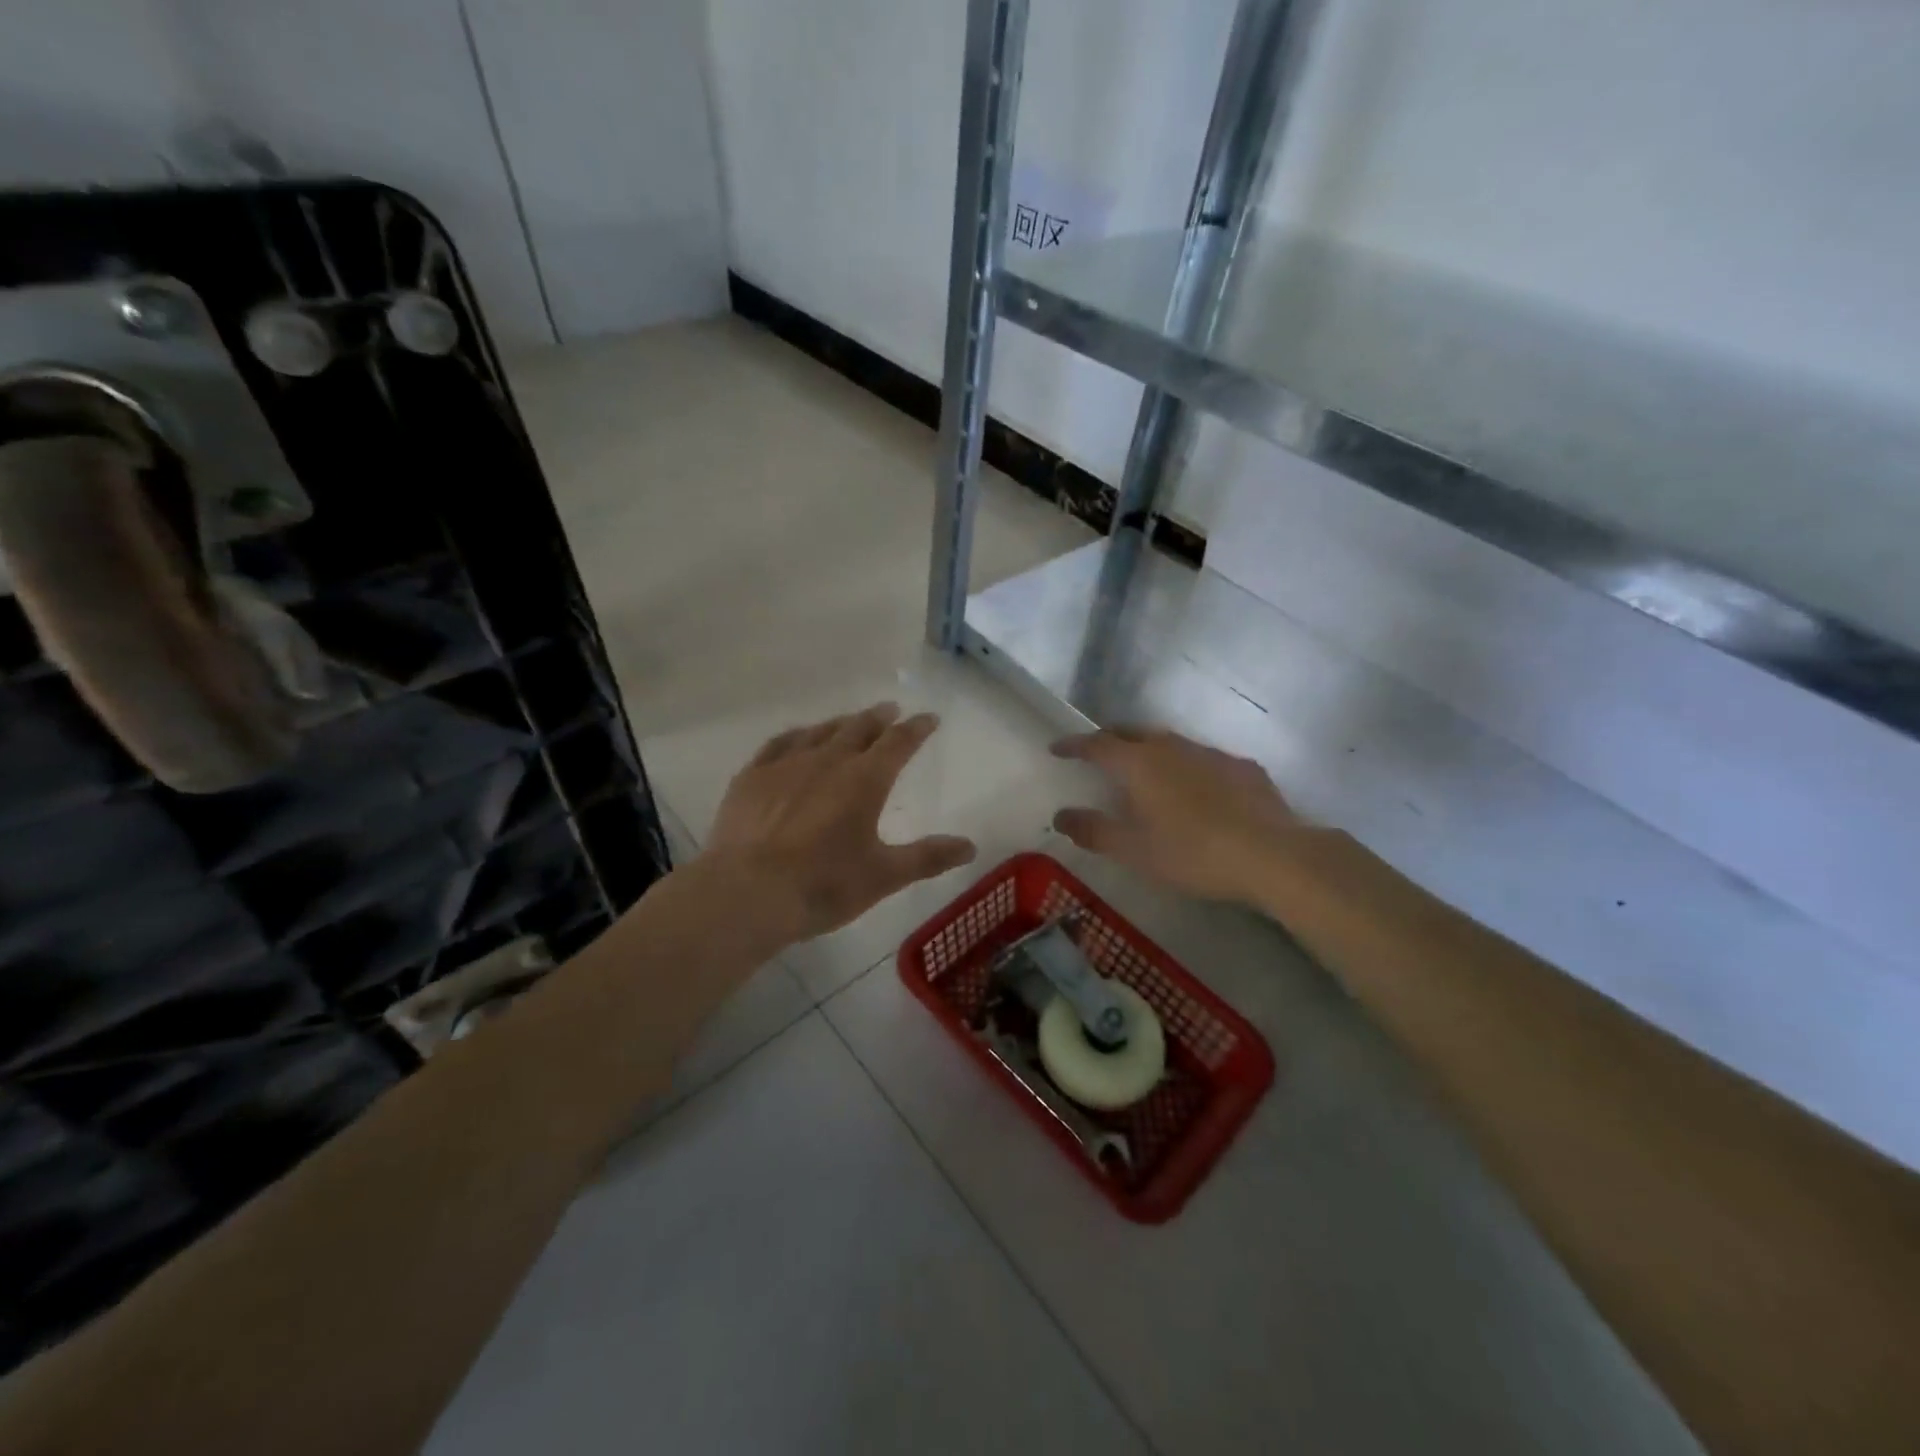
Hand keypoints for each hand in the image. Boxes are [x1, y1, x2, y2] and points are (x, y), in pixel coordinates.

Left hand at [702, 702, 976, 941]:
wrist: (747, 893)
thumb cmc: (823, 885)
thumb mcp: (884, 876)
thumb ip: (928, 857)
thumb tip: (971, 846)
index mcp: (865, 781)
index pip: (898, 743)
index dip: (917, 728)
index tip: (929, 718)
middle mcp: (827, 761)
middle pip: (859, 729)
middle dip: (879, 718)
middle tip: (890, 710)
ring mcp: (785, 765)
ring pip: (820, 732)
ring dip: (841, 723)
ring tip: (851, 721)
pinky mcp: (752, 777)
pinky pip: (778, 744)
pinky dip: (797, 736)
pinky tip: (798, 738)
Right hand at [1051, 727, 1298, 906]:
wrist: (1273, 855)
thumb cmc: (1192, 853)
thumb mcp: (1134, 850)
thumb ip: (1094, 831)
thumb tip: (1061, 815)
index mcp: (1140, 764)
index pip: (1097, 744)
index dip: (1074, 745)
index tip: (1057, 748)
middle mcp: (1172, 747)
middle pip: (1133, 732)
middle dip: (1110, 738)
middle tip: (1098, 752)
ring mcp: (1211, 753)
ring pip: (1170, 743)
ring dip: (1150, 751)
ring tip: (1145, 771)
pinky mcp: (1242, 768)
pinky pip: (1204, 759)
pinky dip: (1187, 767)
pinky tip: (1197, 790)